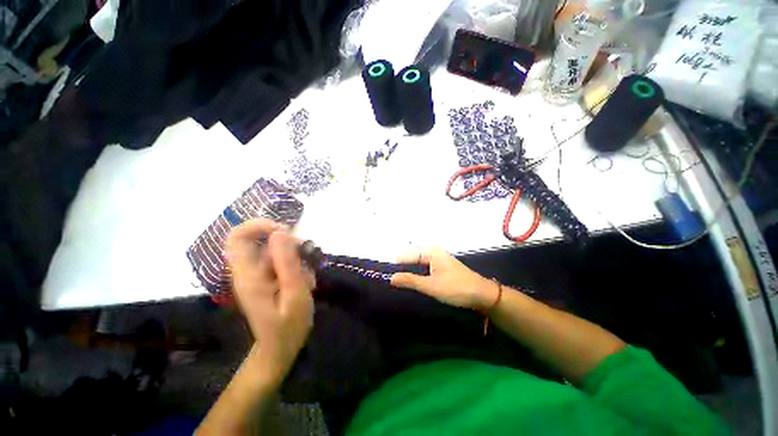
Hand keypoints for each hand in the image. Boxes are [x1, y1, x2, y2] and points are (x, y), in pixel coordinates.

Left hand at [224, 219, 314, 385]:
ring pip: (277, 251)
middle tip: (306, 257)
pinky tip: (307, 282)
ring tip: (309, 278)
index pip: (237, 237)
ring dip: (297, 258)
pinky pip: (283, 261)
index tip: (284, 231)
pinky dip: (298, 266)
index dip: (258, 226)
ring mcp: (259, 275)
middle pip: (262, 241)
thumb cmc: (288, 327)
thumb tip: (280, 232)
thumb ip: (287, 263)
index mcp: (249, 275)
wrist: (280, 350)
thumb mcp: (295, 293)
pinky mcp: (268, 279)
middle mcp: (249, 271)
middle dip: (289, 244)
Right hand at [391, 248, 496, 310]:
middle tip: (390, 276)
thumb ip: (410, 281)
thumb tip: (391, 277)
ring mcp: (440, 261)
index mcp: (432, 253)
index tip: (385, 270)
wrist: (482, 295)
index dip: (397, 262)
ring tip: (398, 279)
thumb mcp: (431, 285)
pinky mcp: (444, 269)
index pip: (409, 255)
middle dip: (403, 266)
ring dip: (410, 270)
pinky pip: (426, 268)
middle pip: (414, 258)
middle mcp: (435, 253)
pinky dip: (418, 273)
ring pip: (420, 264)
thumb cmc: (456, 288)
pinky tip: (413, 280)